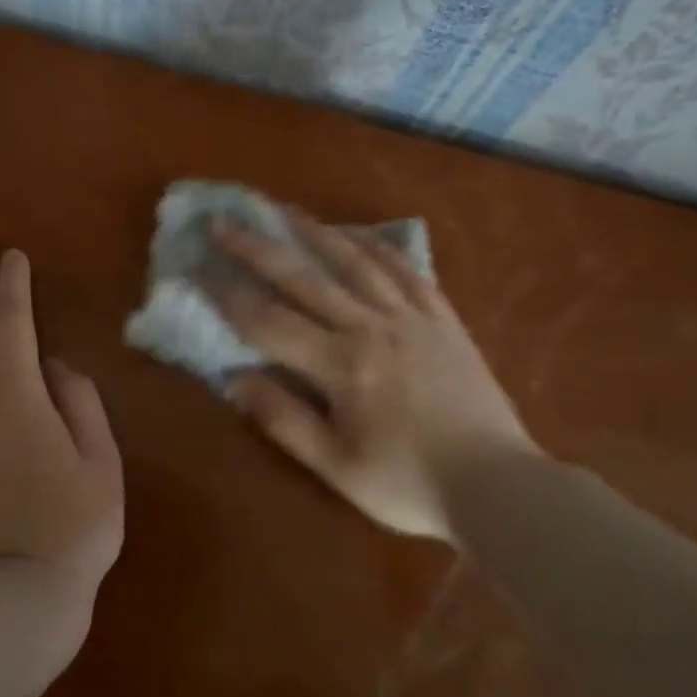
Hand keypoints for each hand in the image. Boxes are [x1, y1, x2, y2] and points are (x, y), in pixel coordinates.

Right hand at [211, 213, 535, 539]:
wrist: (498, 484)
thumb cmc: (409, 484)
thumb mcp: (337, 468)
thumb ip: (284, 421)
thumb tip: (235, 381)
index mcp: (342, 366)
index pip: (270, 323)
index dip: (229, 298)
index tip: (198, 272)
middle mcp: (372, 328)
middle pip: (305, 280)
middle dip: (259, 249)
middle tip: (226, 222)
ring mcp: (412, 319)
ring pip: (356, 264)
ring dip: (316, 234)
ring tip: (286, 211)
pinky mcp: (444, 321)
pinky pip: (408, 272)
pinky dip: (379, 249)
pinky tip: (360, 236)